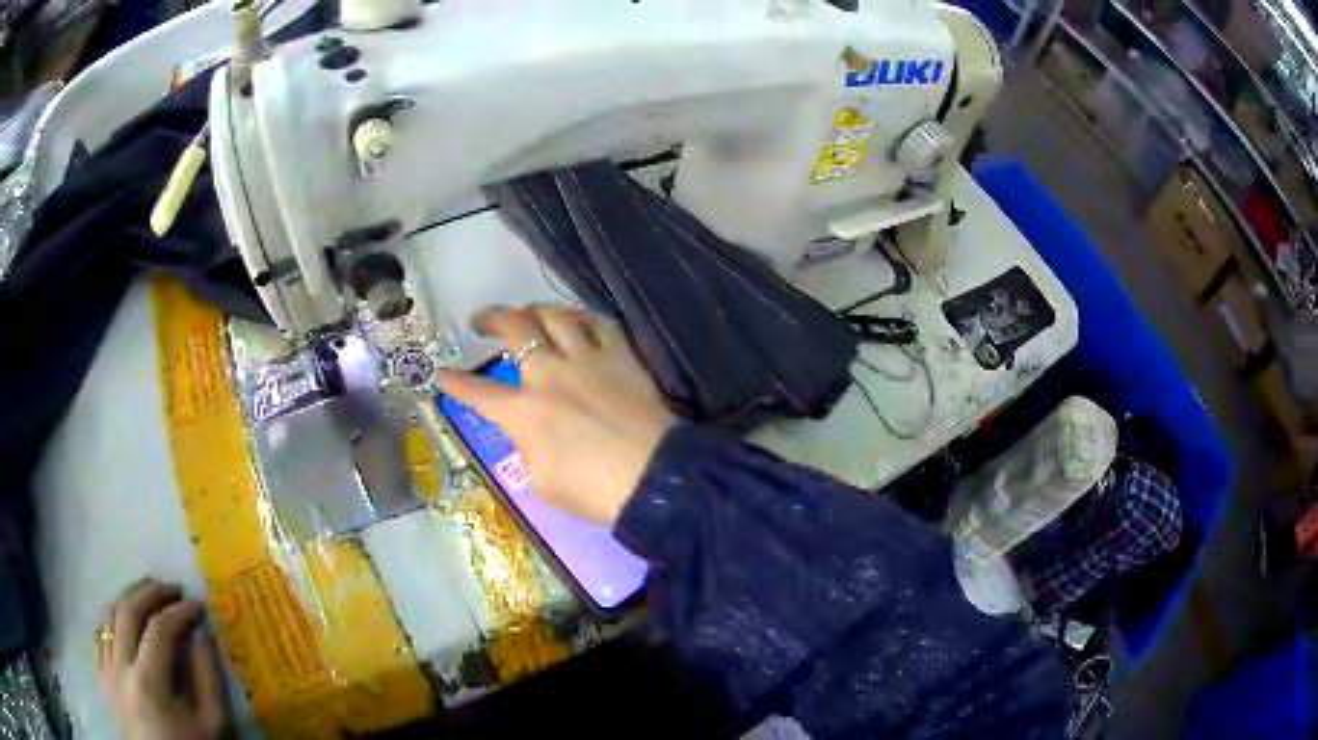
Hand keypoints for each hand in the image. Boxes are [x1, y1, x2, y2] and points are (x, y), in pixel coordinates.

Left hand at [97, 579, 228, 739]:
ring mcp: (106, 670)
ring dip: (128, 599)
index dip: (179, 612)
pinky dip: (112, 619)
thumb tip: (202, 634)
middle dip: (150, 593)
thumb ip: (208, 680)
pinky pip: (99, 635)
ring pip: (108, 616)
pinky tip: (124, 621)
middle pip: (127, 611)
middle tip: (172, 588)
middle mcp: (120, 667)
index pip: (160, 629)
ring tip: (147, 596)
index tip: (197, 607)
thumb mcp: (212, 727)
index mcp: (148, 682)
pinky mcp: (101, 676)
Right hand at [439, 305, 676, 525]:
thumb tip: (529, 432)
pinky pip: (598, 324)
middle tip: (480, 320)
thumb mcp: (542, 481)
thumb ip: (528, 447)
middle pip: (514, 328)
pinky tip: (576, 319)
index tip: (441, 373)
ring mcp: (587, 360)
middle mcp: (550, 375)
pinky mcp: (621, 357)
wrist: (655, 480)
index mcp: (524, 412)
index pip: (478, 392)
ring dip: (535, 310)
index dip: (455, 382)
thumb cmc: (593, 492)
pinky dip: (581, 317)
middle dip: (490, 318)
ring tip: (528, 313)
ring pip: (555, 315)